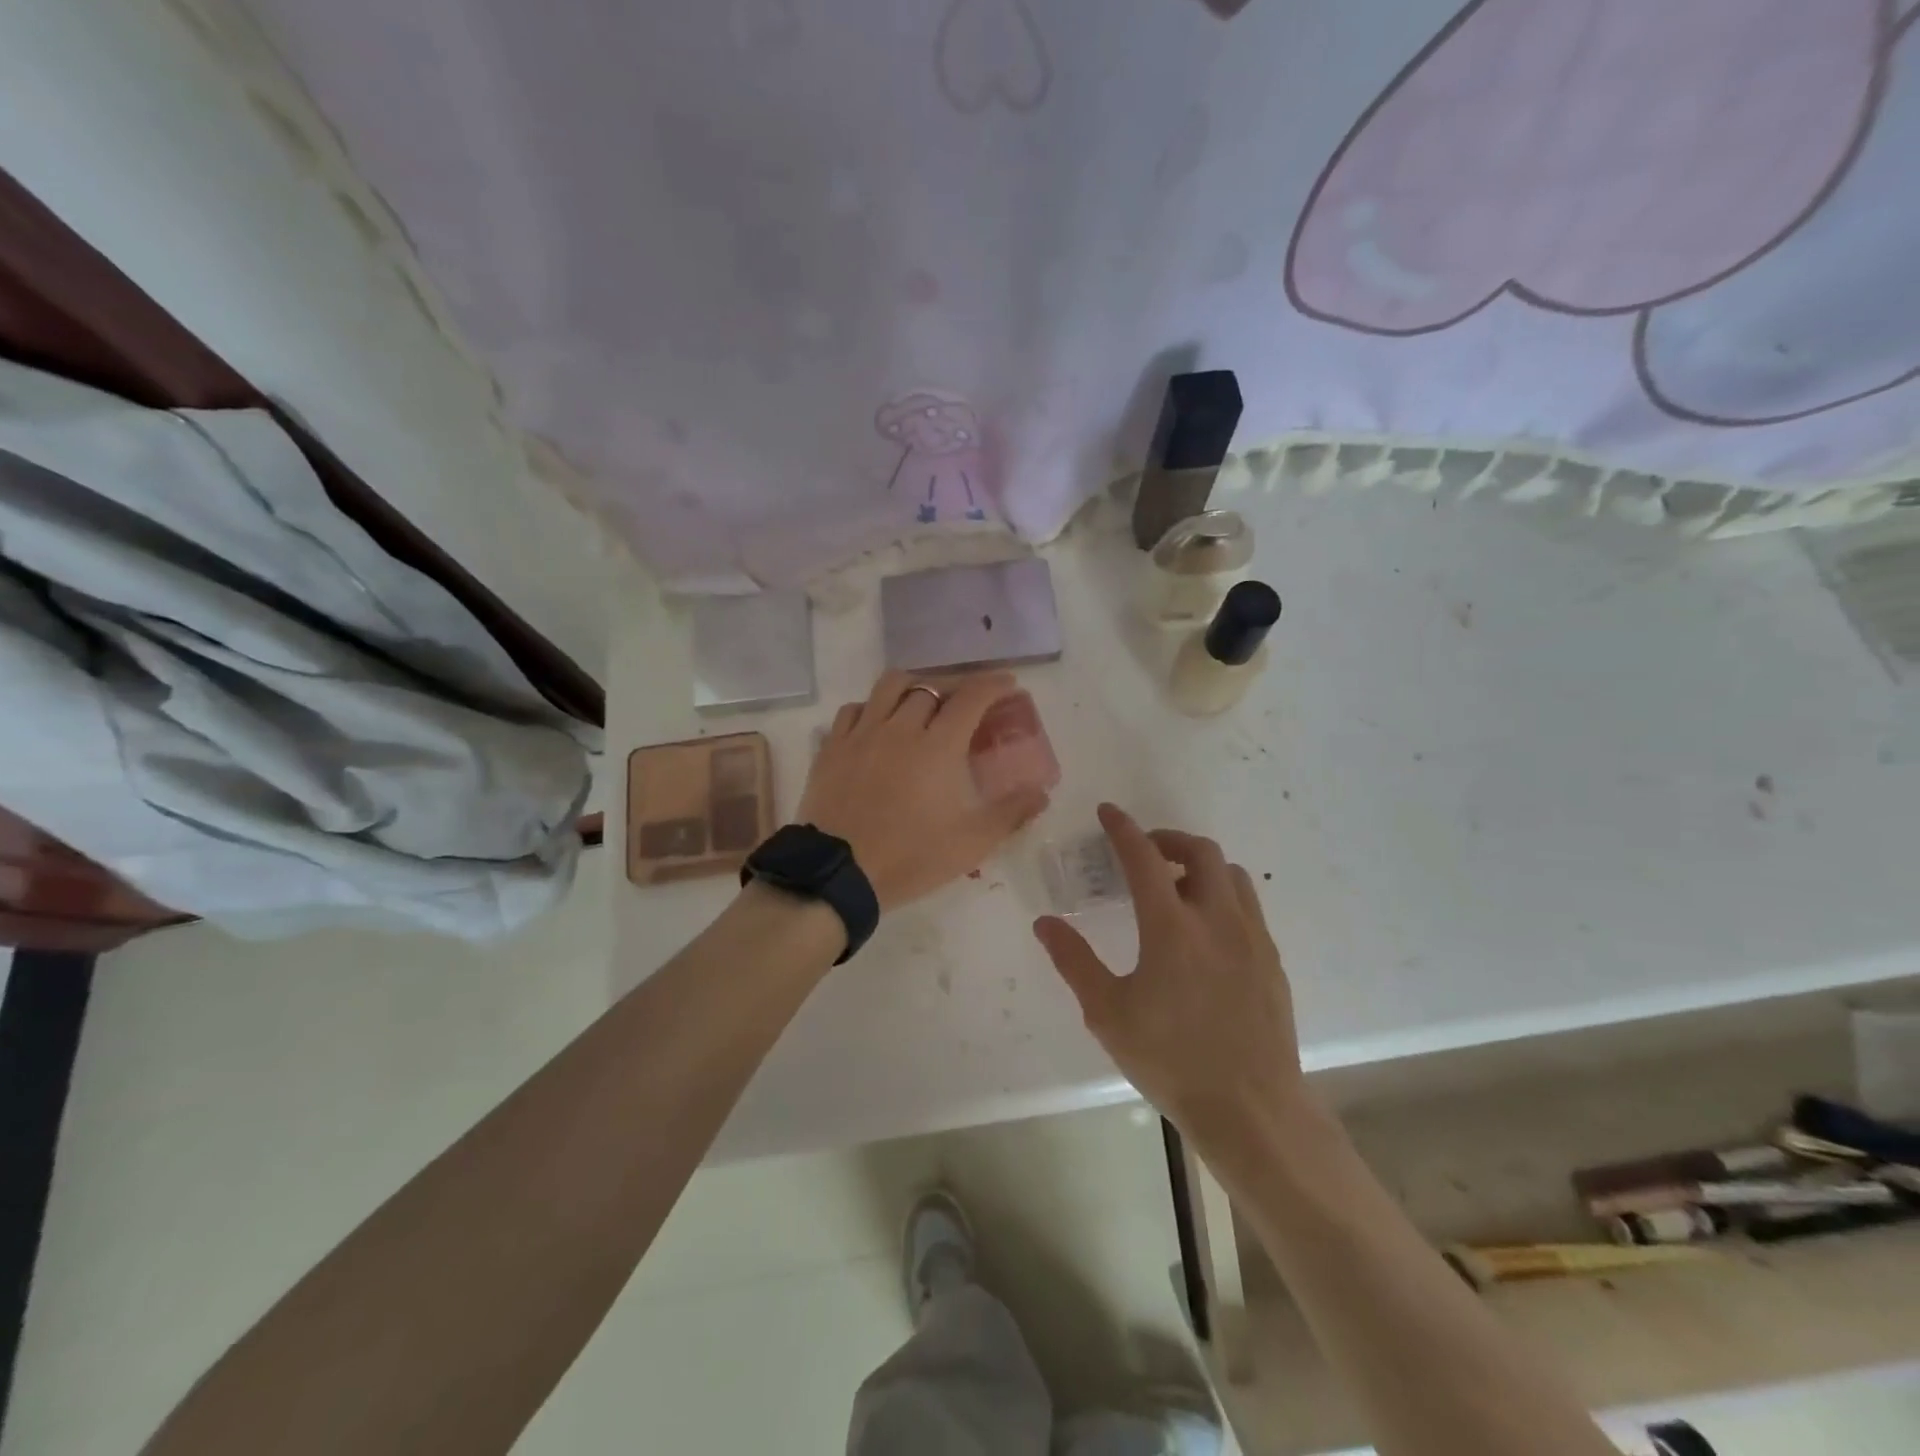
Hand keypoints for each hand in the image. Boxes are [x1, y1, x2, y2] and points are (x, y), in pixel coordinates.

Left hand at [798, 670, 1049, 910]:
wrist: (837, 874)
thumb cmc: (909, 858)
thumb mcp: (970, 843)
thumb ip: (1010, 813)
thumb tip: (1042, 793)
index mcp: (937, 746)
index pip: (971, 697)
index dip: (993, 684)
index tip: (1008, 683)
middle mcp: (899, 728)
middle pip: (931, 687)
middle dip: (956, 687)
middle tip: (967, 704)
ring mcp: (861, 734)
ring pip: (889, 686)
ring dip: (913, 687)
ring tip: (922, 702)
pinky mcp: (832, 747)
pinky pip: (854, 709)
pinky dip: (873, 707)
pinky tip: (878, 724)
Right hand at [1032, 803, 1305, 1145]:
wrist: (1251, 1108)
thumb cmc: (1171, 1059)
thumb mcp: (1108, 1013)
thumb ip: (1074, 961)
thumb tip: (1045, 923)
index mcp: (1171, 926)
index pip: (1144, 857)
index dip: (1123, 828)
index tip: (1108, 812)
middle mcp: (1217, 918)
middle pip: (1200, 851)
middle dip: (1168, 839)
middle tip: (1144, 853)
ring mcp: (1252, 937)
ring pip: (1231, 874)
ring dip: (1201, 865)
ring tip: (1177, 887)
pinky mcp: (1272, 960)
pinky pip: (1248, 906)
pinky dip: (1223, 895)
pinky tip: (1207, 930)